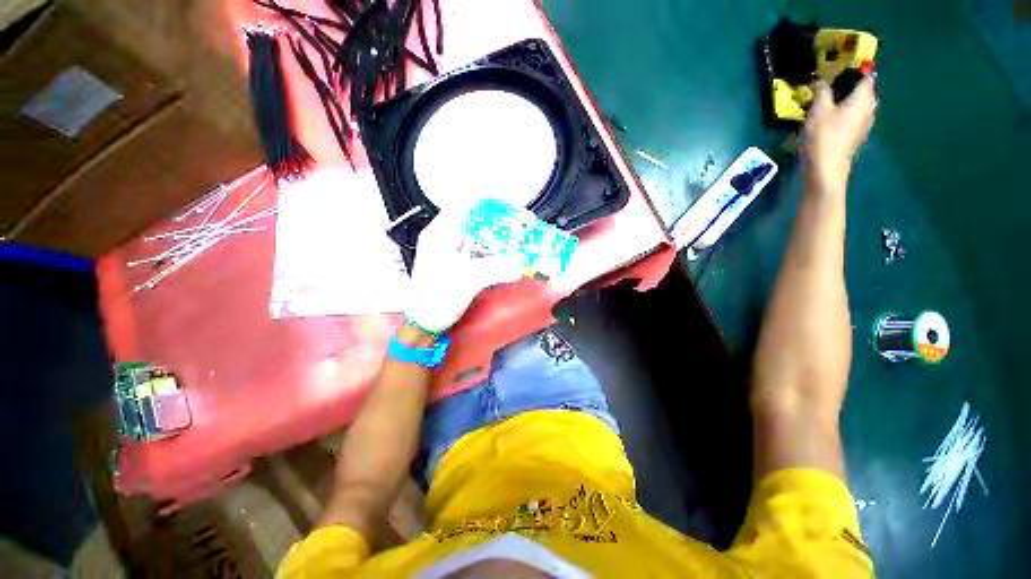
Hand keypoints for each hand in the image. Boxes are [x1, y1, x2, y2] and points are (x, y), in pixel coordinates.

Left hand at [403, 207, 523, 334]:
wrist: (424, 322)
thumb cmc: (437, 299)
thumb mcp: (468, 281)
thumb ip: (496, 269)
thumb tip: (521, 264)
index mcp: (439, 234)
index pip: (462, 204)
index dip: (484, 200)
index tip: (506, 202)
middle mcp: (441, 237)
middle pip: (469, 217)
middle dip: (493, 217)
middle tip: (514, 220)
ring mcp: (446, 249)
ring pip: (472, 232)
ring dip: (491, 231)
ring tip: (511, 233)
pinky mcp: (452, 262)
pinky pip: (472, 246)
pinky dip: (487, 246)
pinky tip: (500, 251)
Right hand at [802, 75, 876, 193]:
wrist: (825, 168)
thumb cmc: (824, 135)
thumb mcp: (818, 109)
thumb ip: (821, 91)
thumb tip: (820, 81)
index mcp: (864, 98)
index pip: (866, 76)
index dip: (855, 70)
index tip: (839, 69)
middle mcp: (869, 109)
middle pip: (862, 92)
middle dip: (848, 88)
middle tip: (829, 87)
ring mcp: (863, 126)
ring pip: (856, 107)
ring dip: (844, 103)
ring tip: (825, 104)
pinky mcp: (854, 138)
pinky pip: (850, 120)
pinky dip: (841, 116)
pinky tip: (827, 120)